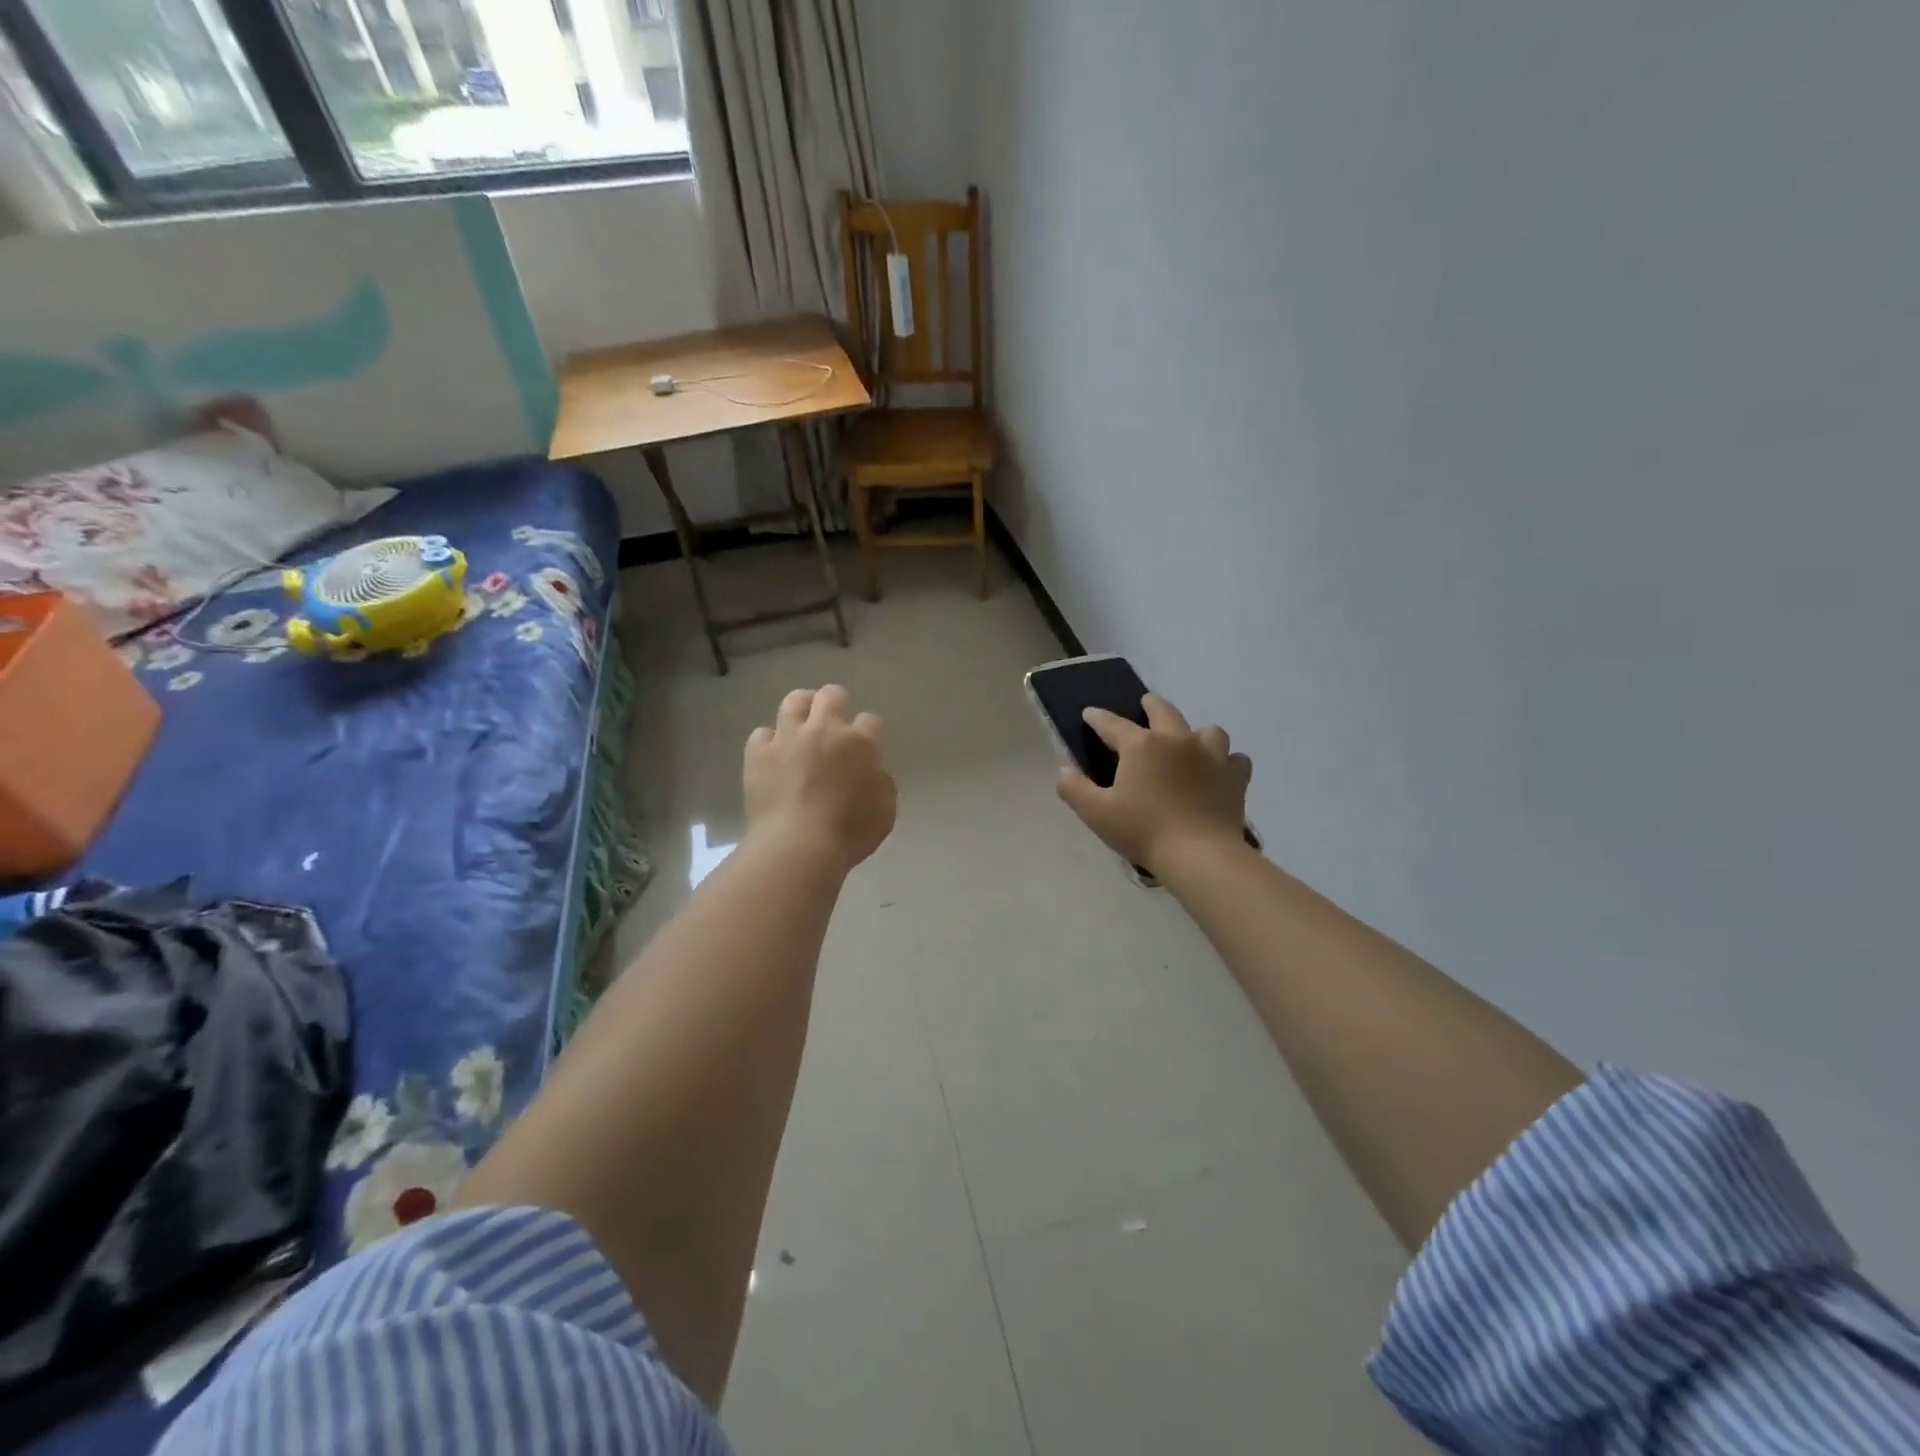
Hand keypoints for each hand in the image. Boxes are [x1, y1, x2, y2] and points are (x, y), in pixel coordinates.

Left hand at [745, 685, 896, 872]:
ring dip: (802, 707)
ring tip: (803, 721)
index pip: (870, 720)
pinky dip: (769, 741)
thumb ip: (881, 783)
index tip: (867, 744)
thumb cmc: (850, 832)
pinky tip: (774, 754)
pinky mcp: (758, 754)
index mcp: (860, 743)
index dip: (869, 730)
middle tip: (834, 721)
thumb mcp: (885, 810)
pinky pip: (762, 734)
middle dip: (836, 702)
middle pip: (831, 696)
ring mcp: (788, 738)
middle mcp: (824, 730)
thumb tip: (872, 773)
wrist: (799, 845)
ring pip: (794, 701)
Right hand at [1056, 694, 1251, 874]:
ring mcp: (1212, 755)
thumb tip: (1063, 769)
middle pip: (1163, 710)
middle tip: (1144, 707)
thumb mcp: (1096, 813)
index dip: (1097, 718)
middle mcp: (1177, 739)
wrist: (1200, 855)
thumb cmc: (1143, 830)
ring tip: (1189, 745)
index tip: (1089, 714)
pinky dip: (1226, 762)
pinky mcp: (1235, 777)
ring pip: (1207, 730)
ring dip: (1195, 733)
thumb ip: (1074, 788)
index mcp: (1141, 745)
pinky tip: (1218, 772)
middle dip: (1150, 705)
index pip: (1112, 724)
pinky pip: (1234, 759)